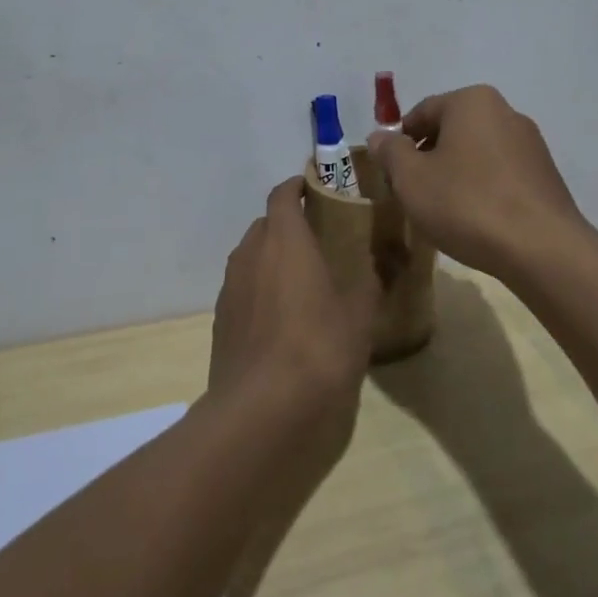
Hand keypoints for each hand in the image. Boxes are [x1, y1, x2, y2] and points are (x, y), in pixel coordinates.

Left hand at [207, 177, 378, 469]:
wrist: (262, 409)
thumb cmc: (319, 348)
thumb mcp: (360, 313)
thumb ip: (368, 282)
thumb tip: (376, 265)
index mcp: (284, 239)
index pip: (283, 195)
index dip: (298, 186)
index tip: (317, 188)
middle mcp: (250, 254)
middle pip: (265, 225)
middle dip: (288, 225)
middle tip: (319, 240)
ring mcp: (230, 287)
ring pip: (251, 257)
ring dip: (272, 258)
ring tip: (301, 280)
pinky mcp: (220, 320)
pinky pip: (243, 289)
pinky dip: (260, 289)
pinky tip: (281, 318)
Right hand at [369, 84, 594, 282]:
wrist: (541, 248)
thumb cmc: (467, 204)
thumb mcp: (411, 179)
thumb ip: (390, 152)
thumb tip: (380, 136)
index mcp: (471, 101)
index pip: (421, 113)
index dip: (398, 143)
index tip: (390, 175)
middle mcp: (505, 111)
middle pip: (450, 131)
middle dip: (427, 159)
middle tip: (412, 194)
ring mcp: (530, 143)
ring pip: (475, 153)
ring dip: (454, 175)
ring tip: (443, 212)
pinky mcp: (545, 174)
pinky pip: (500, 173)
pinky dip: (482, 189)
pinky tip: (475, 220)